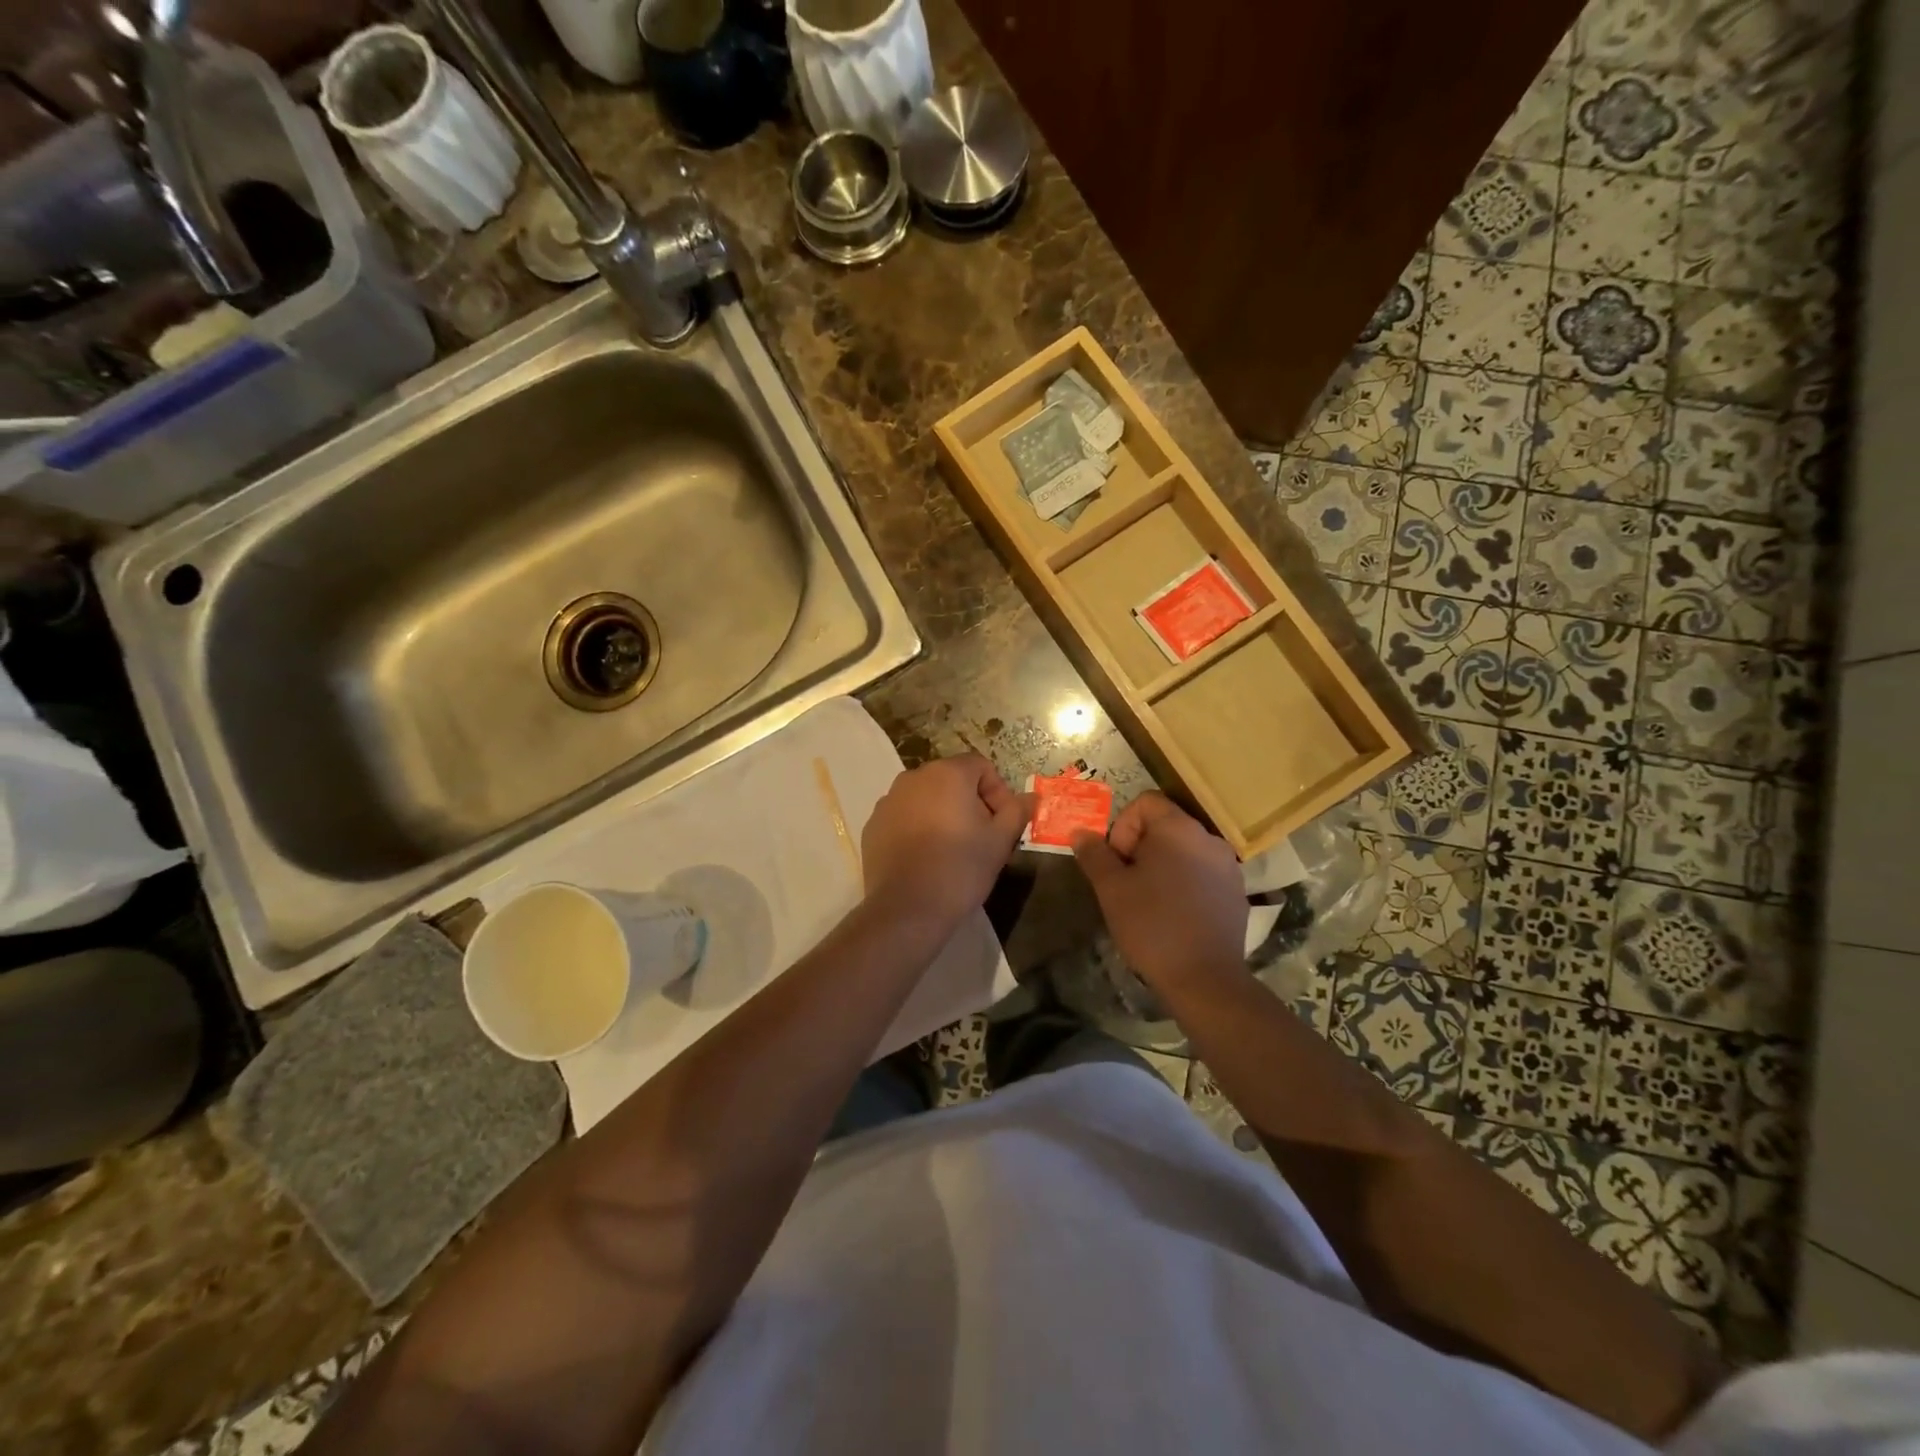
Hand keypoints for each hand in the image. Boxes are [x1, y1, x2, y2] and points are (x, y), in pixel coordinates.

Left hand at [862, 754, 1032, 928]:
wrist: (907, 909)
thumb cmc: (961, 868)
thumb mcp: (1000, 841)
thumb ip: (1017, 811)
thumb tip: (1030, 797)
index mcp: (947, 773)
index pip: (981, 767)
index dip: (998, 793)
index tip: (1002, 825)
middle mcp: (913, 777)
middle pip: (952, 780)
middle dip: (971, 803)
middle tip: (981, 838)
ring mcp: (888, 801)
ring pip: (926, 798)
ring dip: (943, 814)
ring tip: (952, 850)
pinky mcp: (872, 825)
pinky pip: (904, 817)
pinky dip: (918, 828)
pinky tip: (925, 858)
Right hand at [1071, 792, 1245, 991]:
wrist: (1204, 978)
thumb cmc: (1152, 925)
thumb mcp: (1111, 889)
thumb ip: (1094, 854)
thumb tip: (1080, 832)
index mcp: (1178, 829)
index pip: (1145, 802)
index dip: (1123, 826)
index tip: (1117, 861)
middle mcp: (1209, 838)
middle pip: (1166, 824)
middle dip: (1140, 848)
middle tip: (1127, 883)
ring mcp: (1228, 866)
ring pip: (1184, 851)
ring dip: (1162, 865)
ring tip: (1149, 900)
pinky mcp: (1237, 892)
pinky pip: (1203, 873)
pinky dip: (1184, 883)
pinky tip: (1175, 915)